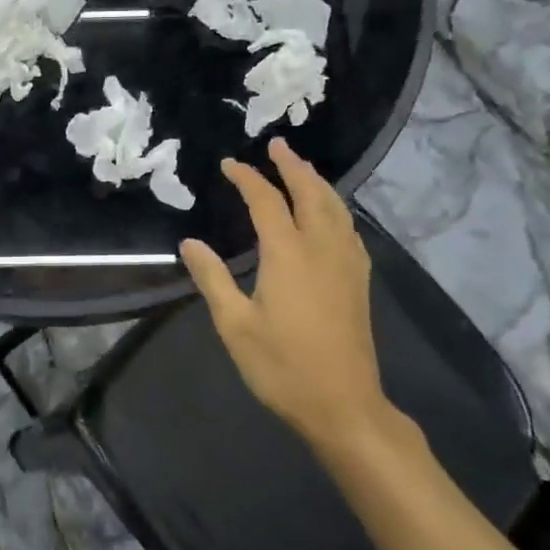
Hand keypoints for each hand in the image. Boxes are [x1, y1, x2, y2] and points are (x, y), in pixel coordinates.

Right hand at [179, 139, 401, 457]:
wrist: (343, 405)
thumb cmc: (282, 366)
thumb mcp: (234, 325)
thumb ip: (212, 278)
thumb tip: (190, 242)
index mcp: (288, 254)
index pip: (267, 201)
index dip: (248, 178)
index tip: (230, 163)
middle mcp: (322, 248)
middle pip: (311, 193)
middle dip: (293, 166)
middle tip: (277, 145)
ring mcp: (347, 264)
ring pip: (336, 208)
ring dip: (317, 182)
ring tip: (301, 168)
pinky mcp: (359, 281)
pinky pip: (348, 228)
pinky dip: (335, 207)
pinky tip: (330, 215)